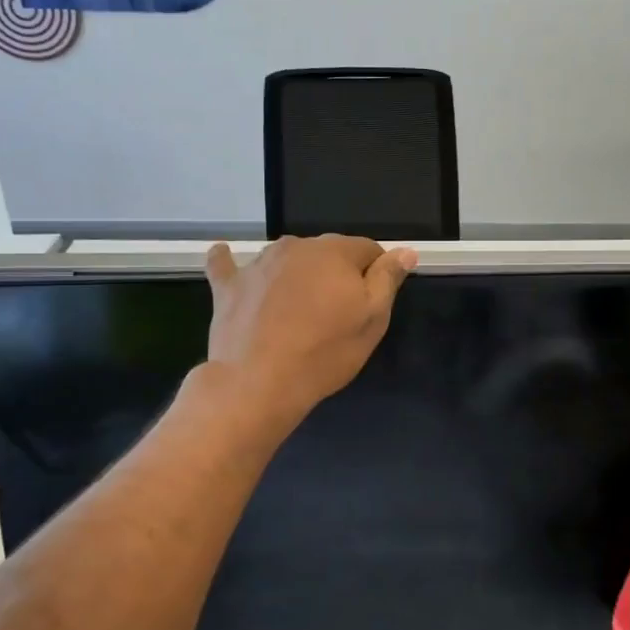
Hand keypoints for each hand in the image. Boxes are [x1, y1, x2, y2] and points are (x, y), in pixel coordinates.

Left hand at [204, 235, 417, 425]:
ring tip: (297, 307)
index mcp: (336, 252)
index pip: (368, 250)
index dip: (375, 273)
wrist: (259, 383)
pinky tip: (225, 257)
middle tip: (336, 313)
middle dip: (336, 274)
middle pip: (327, 252)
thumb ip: (388, 279)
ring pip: (287, 258)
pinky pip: (227, 264)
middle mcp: (296, 246)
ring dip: (296, 273)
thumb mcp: (372, 320)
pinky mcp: (229, 285)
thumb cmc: (325, 353)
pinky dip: (230, 261)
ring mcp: (258, 263)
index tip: (371, 302)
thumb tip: (405, 251)